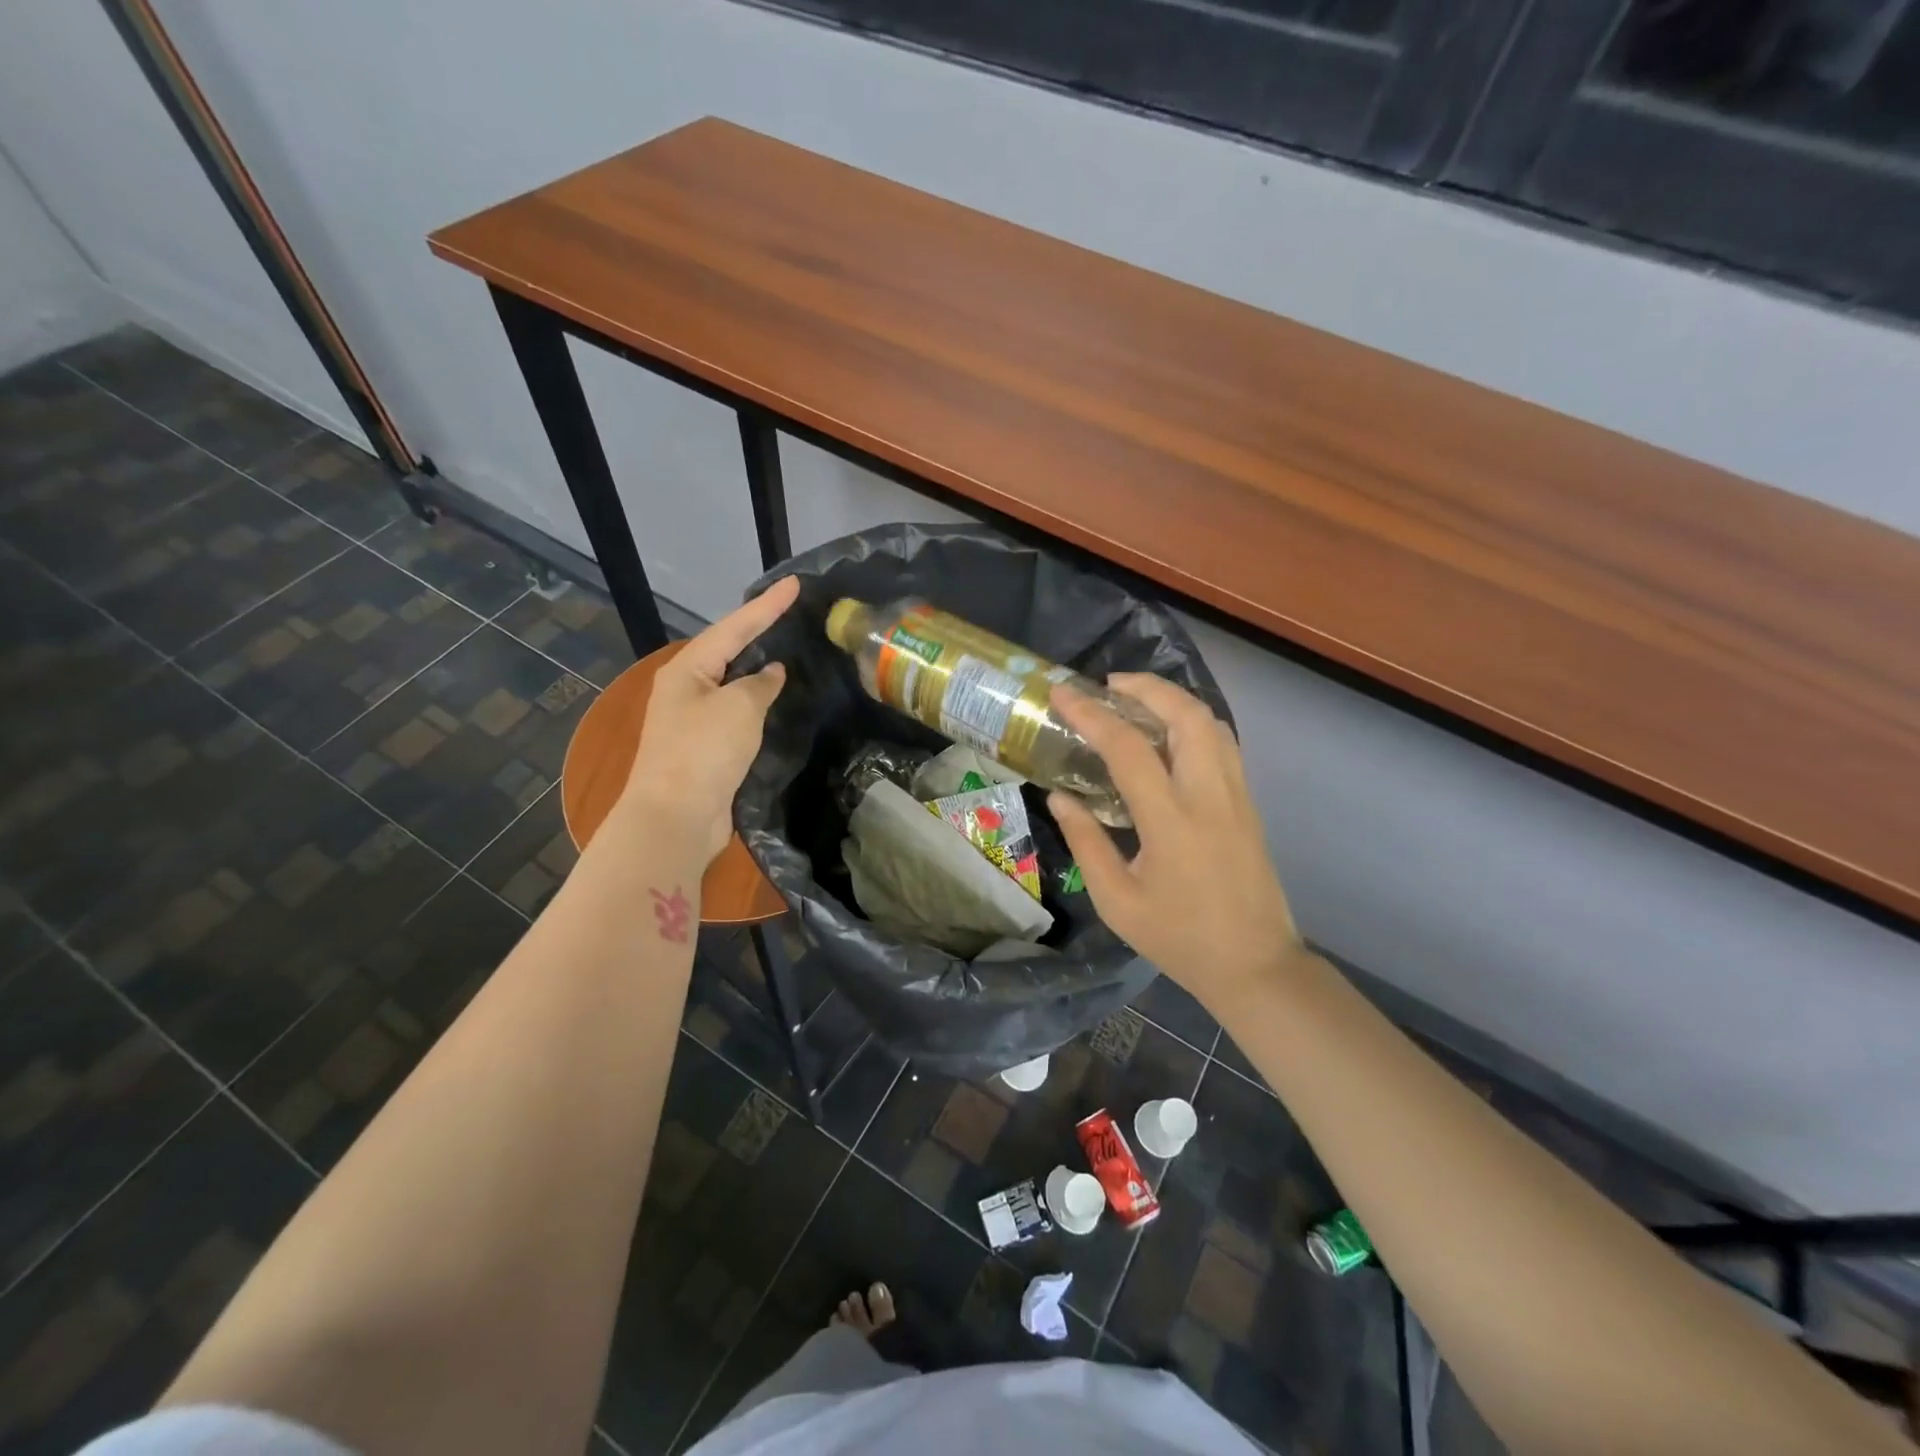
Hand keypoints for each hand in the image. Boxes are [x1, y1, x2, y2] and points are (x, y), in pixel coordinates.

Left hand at [615, 576, 798, 866]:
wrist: (676, 817)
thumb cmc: (704, 752)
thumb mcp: (739, 708)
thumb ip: (760, 684)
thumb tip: (772, 673)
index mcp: (688, 669)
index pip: (735, 627)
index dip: (767, 605)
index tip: (795, 583)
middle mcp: (686, 688)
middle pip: (728, 650)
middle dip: (759, 630)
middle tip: (793, 613)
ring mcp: (694, 719)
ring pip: (734, 682)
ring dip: (760, 668)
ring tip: (791, 649)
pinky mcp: (706, 747)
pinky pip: (737, 712)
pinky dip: (759, 702)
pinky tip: (779, 700)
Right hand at [1049, 673, 1301, 1011]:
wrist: (1255, 964)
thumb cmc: (1180, 938)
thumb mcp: (1117, 901)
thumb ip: (1086, 842)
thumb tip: (1059, 797)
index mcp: (1172, 822)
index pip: (1128, 749)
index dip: (1092, 715)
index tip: (1063, 694)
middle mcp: (1209, 796)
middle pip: (1186, 715)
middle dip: (1145, 687)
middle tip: (1107, 685)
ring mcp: (1236, 795)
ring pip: (1211, 722)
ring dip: (1172, 699)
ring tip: (1135, 700)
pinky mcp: (1247, 803)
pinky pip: (1222, 743)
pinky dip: (1192, 721)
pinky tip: (1168, 733)